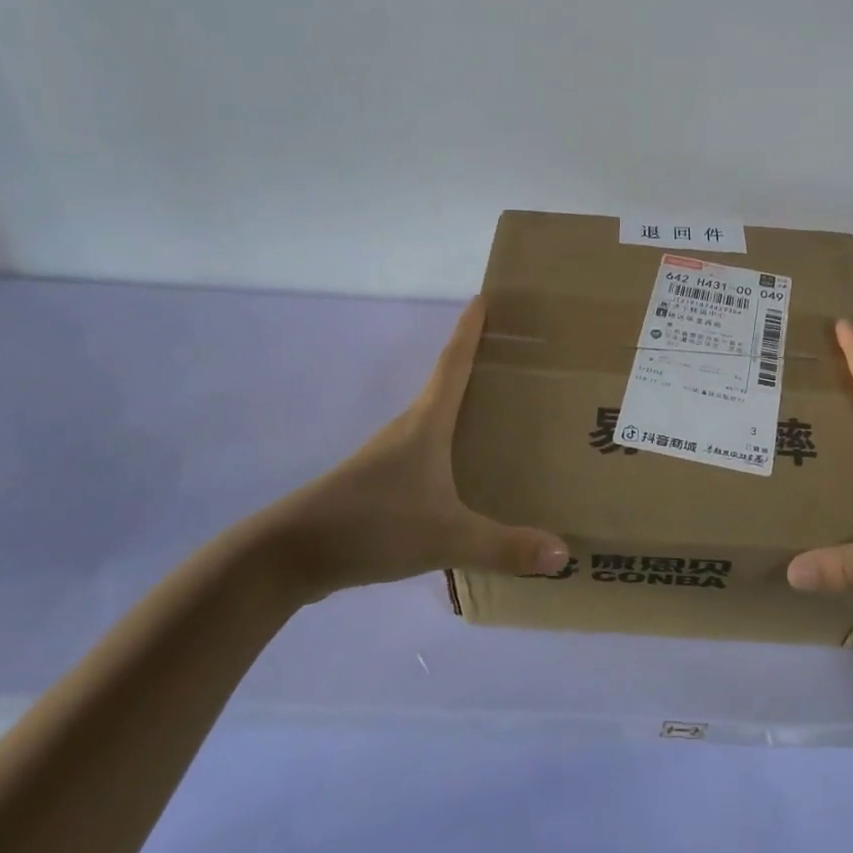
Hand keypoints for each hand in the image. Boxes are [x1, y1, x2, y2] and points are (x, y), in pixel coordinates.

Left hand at [253, 299, 570, 600]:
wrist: (288, 556)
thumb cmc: (372, 524)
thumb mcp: (446, 536)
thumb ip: (504, 546)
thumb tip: (563, 554)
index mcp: (426, 424)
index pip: (454, 362)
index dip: (470, 330)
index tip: (483, 296)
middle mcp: (408, 430)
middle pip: (446, 384)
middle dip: (477, 364)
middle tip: (515, 355)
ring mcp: (388, 457)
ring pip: (435, 420)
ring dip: (463, 407)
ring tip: (501, 411)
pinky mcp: (378, 484)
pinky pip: (425, 452)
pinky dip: (448, 446)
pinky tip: (465, 471)